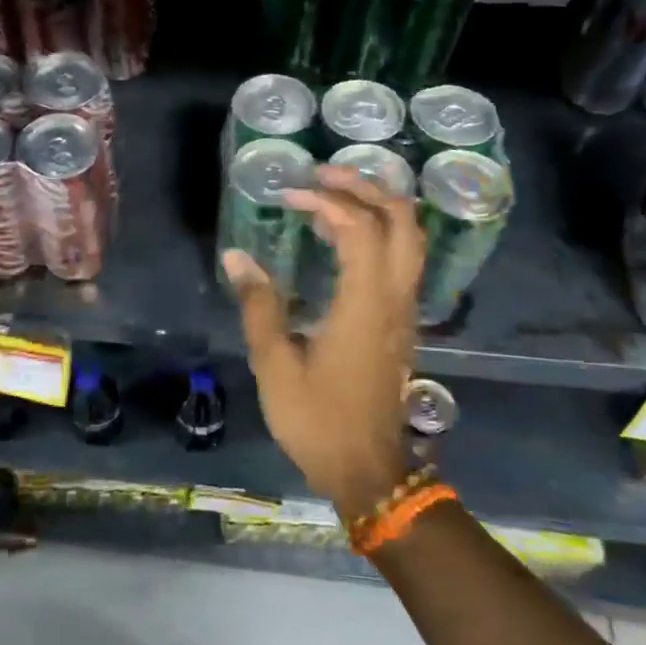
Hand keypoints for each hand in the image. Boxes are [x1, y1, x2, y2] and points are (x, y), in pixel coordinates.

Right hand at [223, 166, 422, 520]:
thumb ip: (259, 305)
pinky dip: (377, 231)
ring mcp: (404, 309)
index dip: (325, 200)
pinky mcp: (400, 322)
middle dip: (365, 187)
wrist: (368, 470)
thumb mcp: (276, 365)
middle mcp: (395, 297)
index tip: (288, 195)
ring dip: (375, 205)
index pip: (360, 227)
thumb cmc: (318, 420)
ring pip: (409, 237)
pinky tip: (341, 237)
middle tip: (322, 174)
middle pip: (402, 220)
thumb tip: (236, 257)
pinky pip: (400, 258)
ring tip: (330, 195)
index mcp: (366, 303)